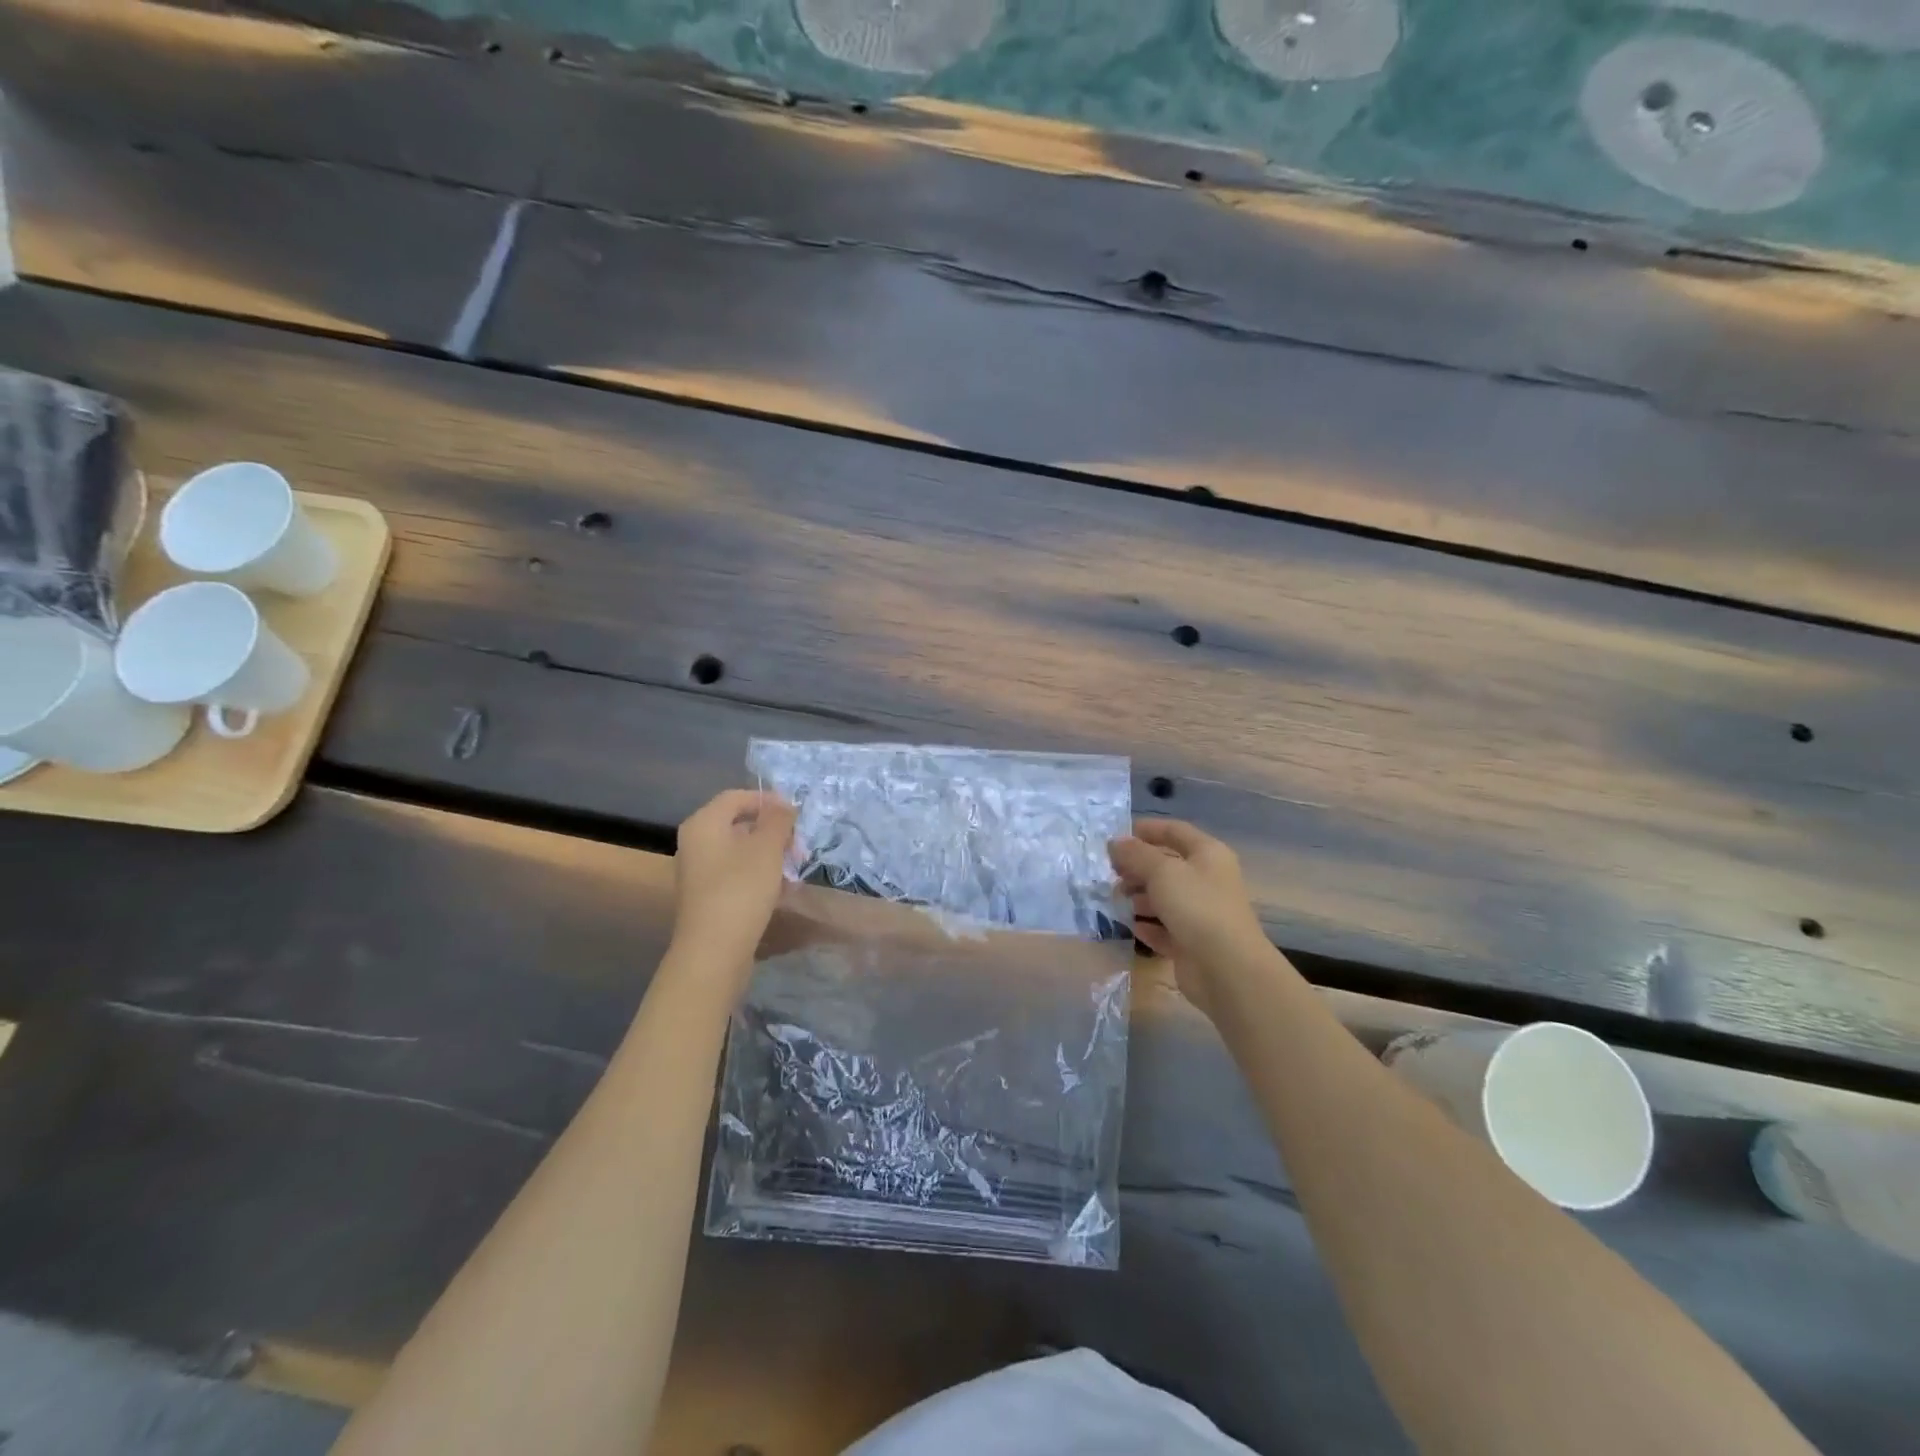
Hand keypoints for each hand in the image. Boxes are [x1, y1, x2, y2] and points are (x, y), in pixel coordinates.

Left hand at [672, 790, 796, 967]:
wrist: (714, 951)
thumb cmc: (741, 890)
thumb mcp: (767, 848)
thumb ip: (778, 820)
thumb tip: (784, 806)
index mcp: (704, 823)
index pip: (738, 797)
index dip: (769, 800)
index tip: (797, 816)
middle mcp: (696, 842)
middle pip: (739, 823)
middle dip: (774, 832)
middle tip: (799, 847)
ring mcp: (699, 871)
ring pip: (741, 850)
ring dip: (771, 855)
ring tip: (795, 870)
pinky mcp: (707, 896)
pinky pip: (736, 873)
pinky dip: (760, 875)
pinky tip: (782, 890)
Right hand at [1110, 818, 1269, 1010]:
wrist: (1227, 968)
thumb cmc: (1196, 906)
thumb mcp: (1162, 871)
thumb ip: (1136, 854)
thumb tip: (1115, 842)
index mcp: (1208, 854)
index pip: (1175, 831)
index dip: (1146, 830)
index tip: (1116, 837)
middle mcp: (1207, 880)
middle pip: (1167, 866)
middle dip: (1137, 867)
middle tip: (1109, 873)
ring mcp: (1201, 913)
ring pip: (1164, 898)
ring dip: (1139, 897)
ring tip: (1114, 900)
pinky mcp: (1192, 943)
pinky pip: (1165, 928)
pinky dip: (1148, 926)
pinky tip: (1130, 927)